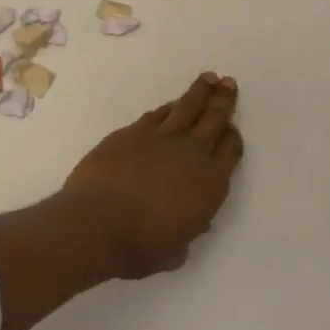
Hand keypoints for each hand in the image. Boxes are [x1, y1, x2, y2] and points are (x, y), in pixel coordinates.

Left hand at [61, 72, 243, 278]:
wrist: (97, 222)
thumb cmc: (140, 246)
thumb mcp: (176, 250)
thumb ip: (187, 231)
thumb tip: (190, 221)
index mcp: (210, 183)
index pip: (230, 150)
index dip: (232, 137)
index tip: (232, 130)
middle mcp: (191, 152)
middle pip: (213, 117)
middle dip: (223, 99)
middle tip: (229, 83)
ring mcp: (160, 137)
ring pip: (185, 106)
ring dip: (199, 91)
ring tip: (208, 78)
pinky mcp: (131, 132)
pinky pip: (156, 114)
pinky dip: (166, 109)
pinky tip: (168, 106)